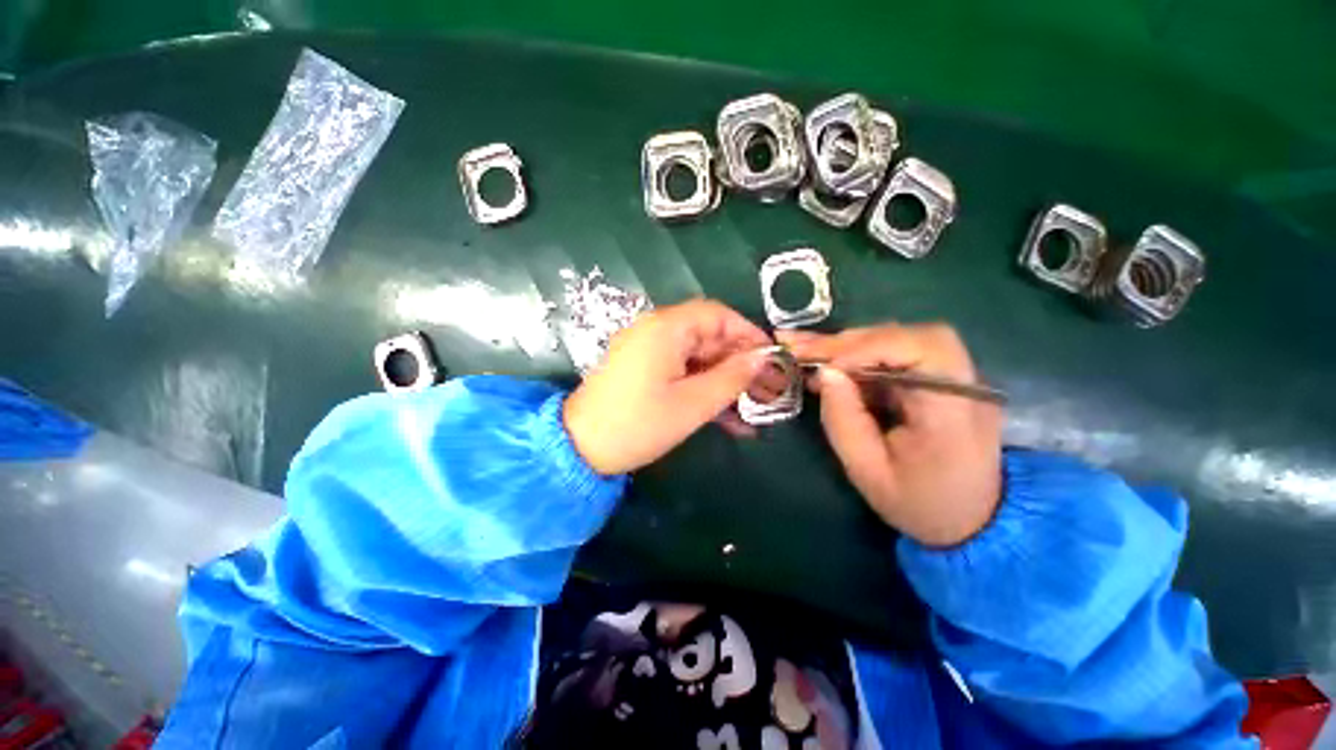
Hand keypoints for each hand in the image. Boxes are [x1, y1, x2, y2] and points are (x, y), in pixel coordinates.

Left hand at [564, 299, 771, 474]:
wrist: (580, 447)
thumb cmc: (639, 423)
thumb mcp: (692, 403)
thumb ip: (731, 378)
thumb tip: (763, 358)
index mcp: (666, 328)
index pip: (717, 315)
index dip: (748, 333)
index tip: (771, 357)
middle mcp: (656, 330)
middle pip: (708, 336)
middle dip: (739, 362)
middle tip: (767, 387)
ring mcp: (648, 350)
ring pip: (697, 357)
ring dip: (724, 379)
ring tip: (752, 406)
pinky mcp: (643, 369)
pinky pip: (681, 370)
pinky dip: (702, 386)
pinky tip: (725, 414)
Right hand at [778, 324, 1002, 546]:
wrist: (970, 520)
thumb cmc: (918, 502)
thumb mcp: (868, 471)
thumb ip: (843, 420)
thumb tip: (825, 372)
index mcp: (953, 410)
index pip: (920, 349)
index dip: (866, 348)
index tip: (823, 366)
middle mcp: (964, 384)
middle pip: (908, 335)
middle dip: (850, 342)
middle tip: (804, 350)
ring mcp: (956, 378)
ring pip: (901, 338)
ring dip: (851, 345)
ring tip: (809, 351)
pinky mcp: (940, 380)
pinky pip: (897, 354)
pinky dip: (859, 354)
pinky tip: (830, 362)